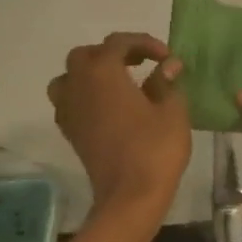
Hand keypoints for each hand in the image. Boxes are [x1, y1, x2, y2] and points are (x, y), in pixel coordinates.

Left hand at [48, 32, 190, 237]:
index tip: (166, 57)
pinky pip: (70, 101)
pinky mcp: (71, 132)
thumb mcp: (171, 110)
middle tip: (140, 63)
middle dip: (113, 53)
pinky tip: (109, 107)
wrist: (129, 197)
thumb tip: (168, 65)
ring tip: (117, 82)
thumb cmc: (154, 148)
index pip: (119, 43)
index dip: (144, 43)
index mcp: (103, 72)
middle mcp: (79, 85)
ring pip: (70, 77)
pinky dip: (85, 95)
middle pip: (86, 55)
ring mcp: (70, 110)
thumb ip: (166, 82)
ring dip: (91, 73)